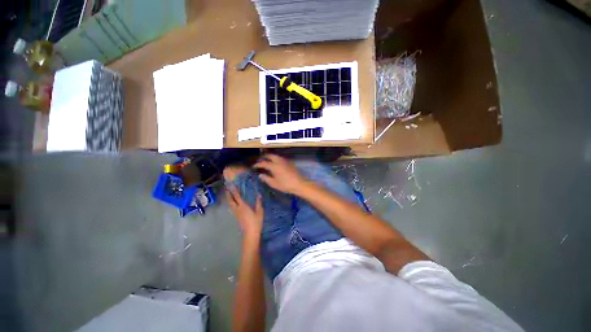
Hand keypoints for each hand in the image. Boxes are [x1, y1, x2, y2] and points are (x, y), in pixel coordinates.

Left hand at [226, 185, 263, 238]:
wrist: (250, 234)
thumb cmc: (256, 222)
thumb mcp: (260, 212)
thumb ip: (259, 202)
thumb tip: (259, 194)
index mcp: (243, 206)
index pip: (237, 196)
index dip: (234, 190)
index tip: (231, 184)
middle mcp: (238, 209)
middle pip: (230, 200)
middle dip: (228, 194)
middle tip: (227, 188)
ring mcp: (236, 213)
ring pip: (230, 204)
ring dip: (228, 199)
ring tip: (228, 194)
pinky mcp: (236, 217)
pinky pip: (232, 208)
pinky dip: (231, 203)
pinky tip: (232, 203)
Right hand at [254, 154, 308, 194]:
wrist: (299, 184)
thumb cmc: (286, 185)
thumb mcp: (274, 184)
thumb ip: (266, 178)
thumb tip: (260, 175)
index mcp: (274, 166)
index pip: (263, 163)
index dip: (258, 164)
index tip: (254, 166)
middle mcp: (279, 161)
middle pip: (270, 156)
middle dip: (264, 157)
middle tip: (260, 161)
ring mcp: (285, 161)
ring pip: (276, 156)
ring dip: (270, 157)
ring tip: (267, 162)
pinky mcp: (289, 163)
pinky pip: (280, 158)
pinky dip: (275, 159)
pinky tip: (275, 164)